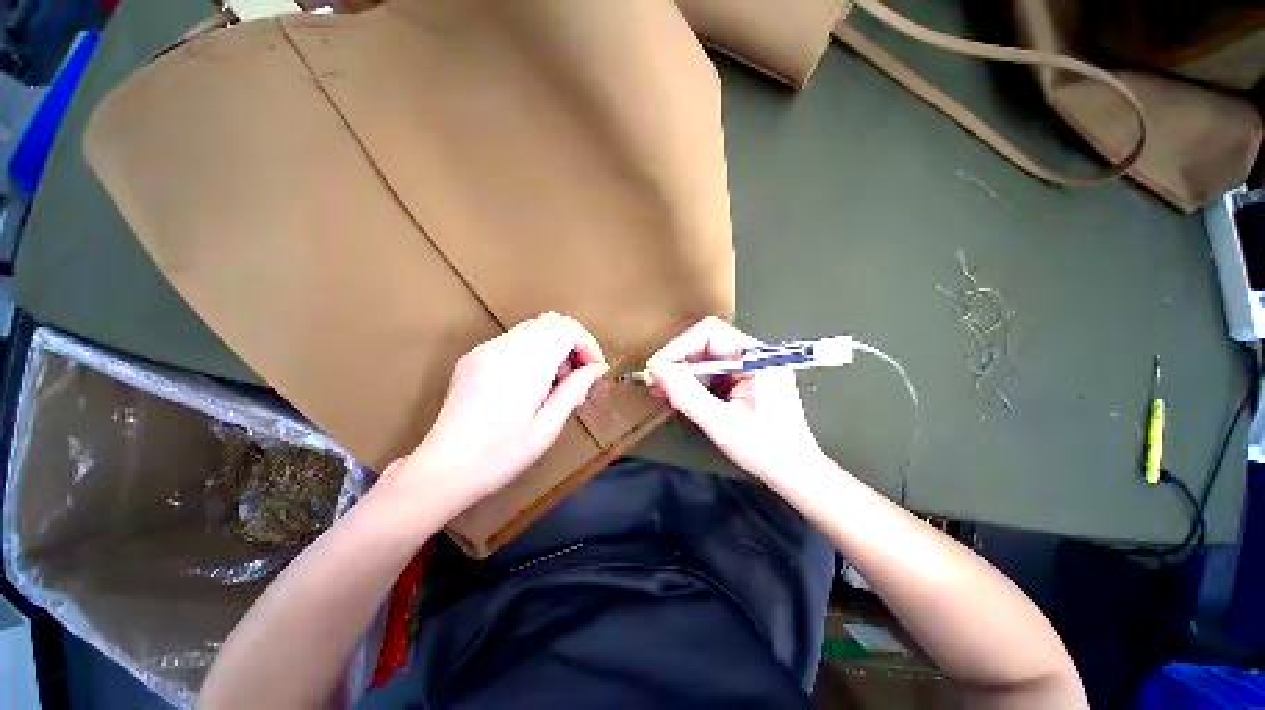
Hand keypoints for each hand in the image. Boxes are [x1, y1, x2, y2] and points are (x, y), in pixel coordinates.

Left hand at [396, 312, 608, 514]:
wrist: (443, 469)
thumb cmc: (501, 455)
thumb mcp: (548, 427)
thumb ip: (576, 390)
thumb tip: (598, 368)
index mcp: (527, 364)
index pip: (568, 328)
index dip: (587, 344)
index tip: (592, 371)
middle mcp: (505, 346)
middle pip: (552, 320)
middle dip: (572, 343)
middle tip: (573, 378)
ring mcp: (486, 348)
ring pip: (533, 327)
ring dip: (553, 346)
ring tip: (552, 383)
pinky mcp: (473, 356)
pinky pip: (513, 339)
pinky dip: (532, 351)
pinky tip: (528, 383)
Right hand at [648, 317, 822, 480]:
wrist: (794, 472)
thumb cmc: (765, 450)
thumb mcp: (721, 424)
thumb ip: (687, 395)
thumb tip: (657, 369)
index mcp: (759, 359)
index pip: (711, 333)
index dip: (679, 347)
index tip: (657, 368)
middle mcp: (756, 355)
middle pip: (707, 342)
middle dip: (679, 361)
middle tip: (656, 381)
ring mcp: (752, 366)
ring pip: (707, 357)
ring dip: (683, 373)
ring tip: (662, 391)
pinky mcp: (746, 378)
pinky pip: (714, 371)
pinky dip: (694, 382)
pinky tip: (679, 395)